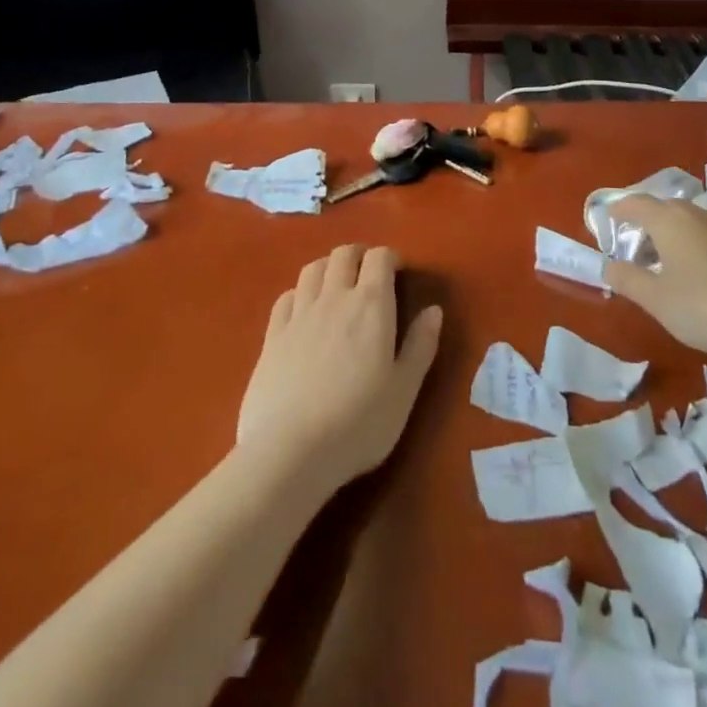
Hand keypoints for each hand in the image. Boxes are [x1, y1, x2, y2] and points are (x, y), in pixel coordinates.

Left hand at [237, 245, 442, 495]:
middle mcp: (334, 297)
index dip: (390, 258)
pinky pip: (286, 297)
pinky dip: (300, 293)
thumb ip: (421, 345)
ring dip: (328, 268)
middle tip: (368, 275)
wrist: (289, 451)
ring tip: (337, 286)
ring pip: (312, 269)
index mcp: (371, 305)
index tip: (398, 272)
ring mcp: (298, 314)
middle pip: (343, 254)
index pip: (379, 258)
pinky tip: (303, 310)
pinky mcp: (272, 336)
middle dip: (359, 256)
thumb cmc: (359, 422)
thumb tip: (434, 310)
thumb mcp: (404, 390)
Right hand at [603, 196, 706, 357]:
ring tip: (666, 258)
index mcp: (669, 220)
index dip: (619, 210)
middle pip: (664, 208)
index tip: (609, 220)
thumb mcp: (654, 299)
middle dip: (646, 221)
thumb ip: (626, 279)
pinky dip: (696, 242)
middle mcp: (697, 213)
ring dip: (673, 232)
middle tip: (635, 245)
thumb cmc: (701, 306)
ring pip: (690, 219)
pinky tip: (699, 268)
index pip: (636, 203)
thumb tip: (609, 266)